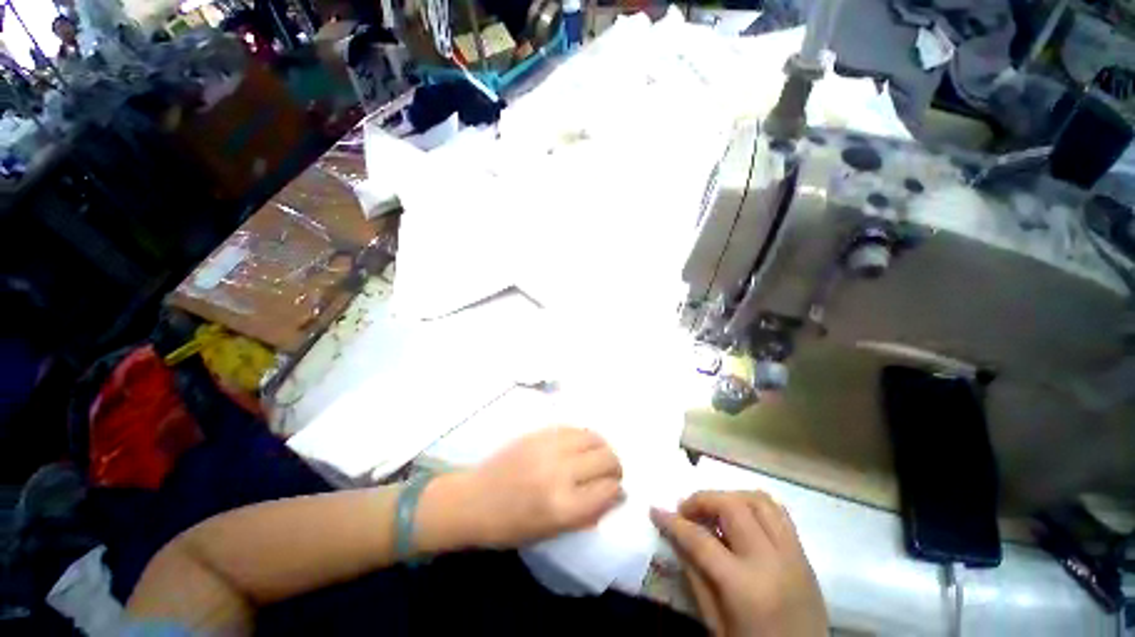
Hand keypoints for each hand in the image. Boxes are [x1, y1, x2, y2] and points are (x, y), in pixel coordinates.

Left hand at [461, 427, 622, 546]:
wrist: (475, 499)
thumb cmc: (511, 526)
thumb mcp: (552, 532)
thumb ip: (588, 513)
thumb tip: (616, 494)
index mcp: (564, 507)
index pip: (609, 489)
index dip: (616, 490)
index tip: (615, 491)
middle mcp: (561, 472)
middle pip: (607, 459)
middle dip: (615, 467)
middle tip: (609, 473)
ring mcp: (550, 447)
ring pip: (594, 437)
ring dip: (602, 448)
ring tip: (597, 457)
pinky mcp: (540, 432)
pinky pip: (574, 428)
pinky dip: (584, 437)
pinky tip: (580, 446)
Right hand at [651, 491, 827, 636]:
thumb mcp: (716, 624)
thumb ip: (695, 575)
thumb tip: (674, 535)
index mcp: (744, 587)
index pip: (700, 539)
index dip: (673, 522)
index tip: (656, 511)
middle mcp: (771, 561)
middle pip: (731, 506)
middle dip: (702, 500)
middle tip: (686, 512)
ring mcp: (793, 555)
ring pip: (759, 500)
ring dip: (730, 497)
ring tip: (714, 510)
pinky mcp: (805, 556)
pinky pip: (780, 513)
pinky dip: (755, 505)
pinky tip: (741, 517)